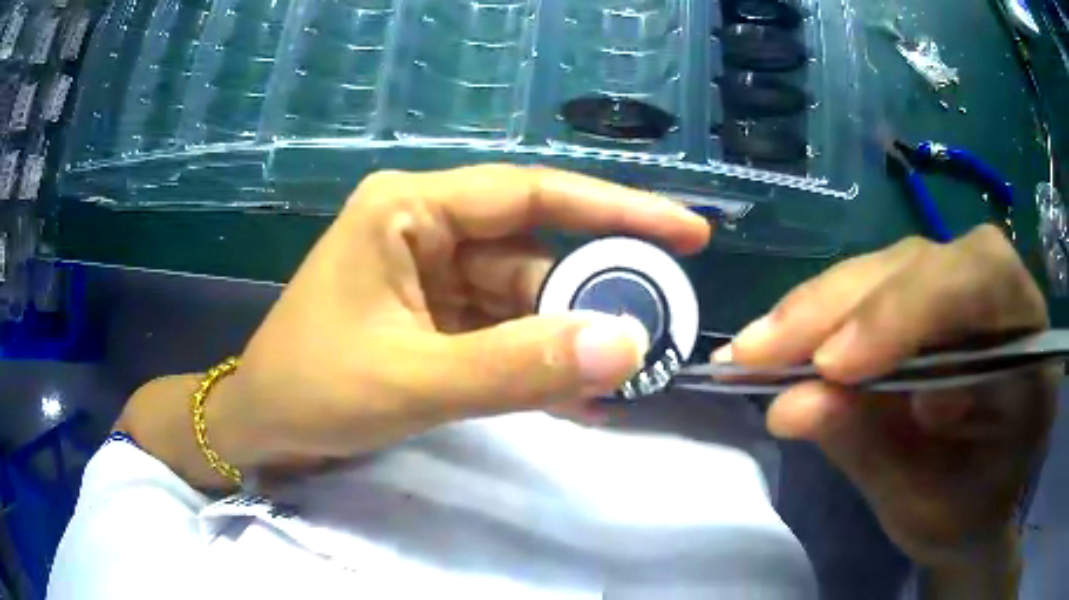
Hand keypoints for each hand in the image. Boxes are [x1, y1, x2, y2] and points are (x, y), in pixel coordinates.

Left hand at [210, 165, 709, 471]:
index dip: (618, 209)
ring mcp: (429, 274)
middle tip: (660, 329)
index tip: (688, 231)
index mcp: (409, 209)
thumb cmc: (312, 391)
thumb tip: (627, 347)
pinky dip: (537, 361)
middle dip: (595, 295)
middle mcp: (425, 228)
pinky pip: (502, 330)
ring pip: (523, 298)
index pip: (534, 194)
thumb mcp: (413, 381)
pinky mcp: (432, 316)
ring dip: (569, 340)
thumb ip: (518, 367)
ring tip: (623, 380)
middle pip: (535, 252)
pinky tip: (576, 396)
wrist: (261, 427)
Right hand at [718, 226, 1056, 576]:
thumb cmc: (964, 513)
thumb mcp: (924, 503)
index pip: (981, 278)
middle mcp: (999, 295)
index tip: (834, 368)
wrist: (974, 508)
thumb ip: (870, 450)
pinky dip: (818, 317)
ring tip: (753, 352)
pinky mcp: (922, 302)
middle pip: (919, 262)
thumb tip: (787, 406)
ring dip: (816, 308)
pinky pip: (868, 290)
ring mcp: (958, 291)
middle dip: (840, 306)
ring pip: (884, 268)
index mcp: (1028, 345)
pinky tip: (778, 343)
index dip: (909, 308)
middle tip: (758, 353)